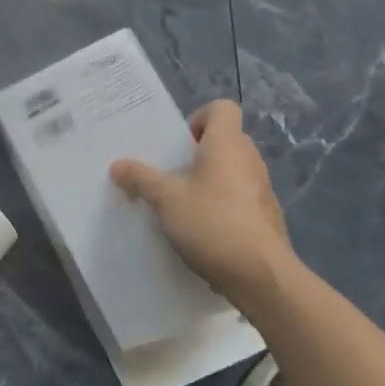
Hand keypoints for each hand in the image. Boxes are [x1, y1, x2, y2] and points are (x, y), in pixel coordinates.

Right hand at [110, 100, 295, 304]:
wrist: (262, 277)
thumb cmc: (212, 223)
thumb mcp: (166, 199)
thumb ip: (141, 178)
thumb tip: (117, 165)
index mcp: (227, 145)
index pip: (222, 108)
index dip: (198, 118)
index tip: (178, 145)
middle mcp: (250, 160)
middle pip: (225, 140)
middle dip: (197, 153)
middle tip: (172, 174)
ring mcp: (262, 190)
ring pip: (232, 171)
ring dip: (210, 181)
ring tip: (183, 204)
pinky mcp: (267, 218)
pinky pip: (241, 198)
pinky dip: (223, 205)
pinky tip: (203, 230)